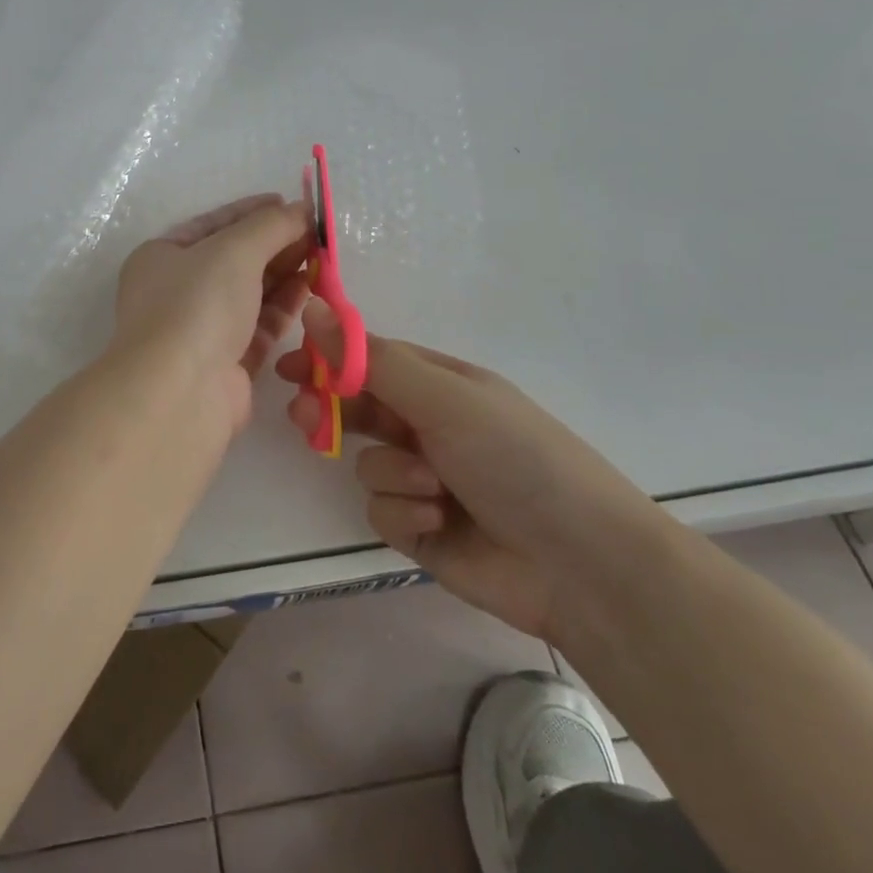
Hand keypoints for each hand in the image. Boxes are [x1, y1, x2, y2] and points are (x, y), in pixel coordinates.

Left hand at [112, 194, 313, 435]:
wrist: (180, 393)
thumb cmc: (196, 305)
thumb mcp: (233, 250)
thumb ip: (270, 225)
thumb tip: (301, 209)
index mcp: (160, 257)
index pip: (211, 224)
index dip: (250, 211)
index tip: (289, 203)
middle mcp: (176, 291)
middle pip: (233, 259)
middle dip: (274, 243)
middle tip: (316, 232)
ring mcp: (200, 329)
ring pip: (249, 293)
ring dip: (284, 273)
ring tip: (322, 257)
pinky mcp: (226, 363)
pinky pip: (259, 325)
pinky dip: (284, 306)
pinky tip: (311, 288)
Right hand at [276, 304, 666, 641]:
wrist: (581, 564)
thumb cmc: (516, 458)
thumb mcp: (444, 399)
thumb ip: (372, 361)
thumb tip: (313, 308)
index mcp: (441, 385)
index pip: (371, 360)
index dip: (329, 360)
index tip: (291, 367)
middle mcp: (430, 426)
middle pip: (359, 410)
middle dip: (333, 414)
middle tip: (306, 418)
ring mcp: (426, 479)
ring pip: (368, 464)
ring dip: (393, 473)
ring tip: (432, 487)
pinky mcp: (421, 528)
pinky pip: (382, 510)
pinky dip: (405, 512)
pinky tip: (437, 520)